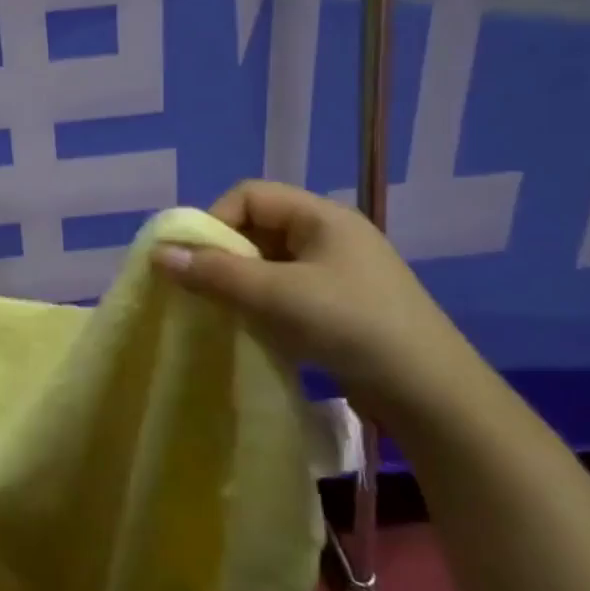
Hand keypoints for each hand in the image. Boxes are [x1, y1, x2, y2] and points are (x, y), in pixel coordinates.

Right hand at [151, 180, 471, 419]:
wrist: (432, 395)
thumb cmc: (351, 326)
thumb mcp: (277, 296)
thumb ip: (215, 273)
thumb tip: (157, 255)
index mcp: (322, 216)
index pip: (249, 194)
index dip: (215, 220)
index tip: (196, 260)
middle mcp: (330, 234)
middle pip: (259, 226)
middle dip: (225, 254)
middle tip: (204, 288)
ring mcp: (340, 272)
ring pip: (271, 261)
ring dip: (243, 282)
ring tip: (226, 311)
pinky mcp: (343, 306)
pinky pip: (288, 289)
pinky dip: (264, 302)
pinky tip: (257, 329)